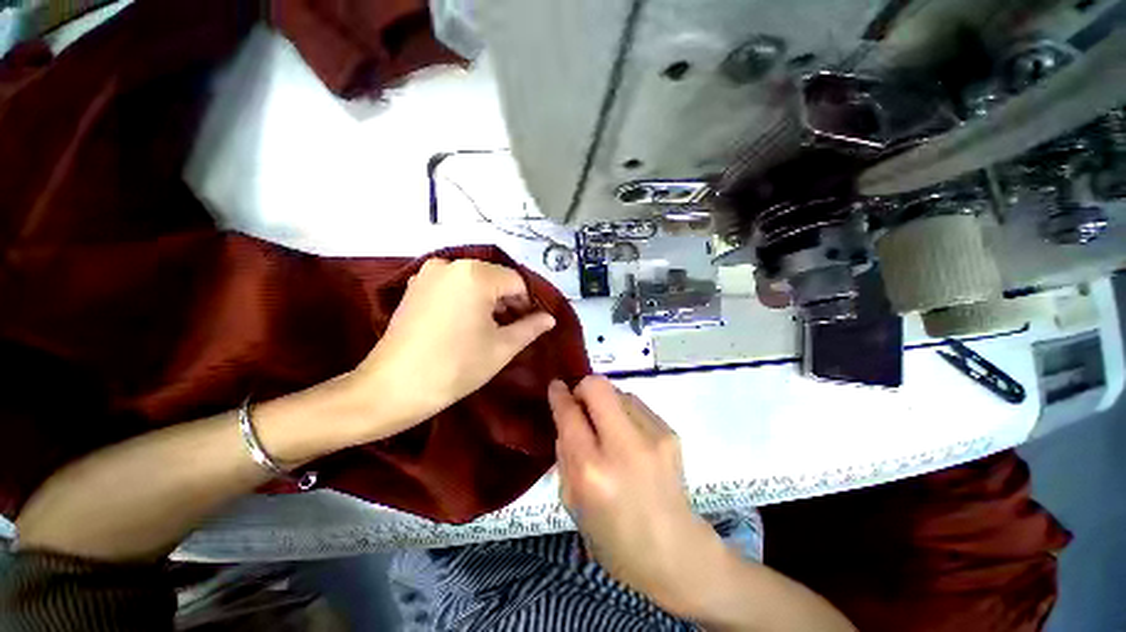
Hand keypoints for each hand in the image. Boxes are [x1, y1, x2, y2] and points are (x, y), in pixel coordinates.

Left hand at [347, 259, 555, 439]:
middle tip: (516, 329)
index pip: (517, 282)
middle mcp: (451, 264)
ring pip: (474, 282)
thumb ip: (530, 327)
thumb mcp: (502, 348)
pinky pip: (453, 286)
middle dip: (509, 302)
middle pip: (495, 279)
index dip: (530, 303)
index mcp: (475, 274)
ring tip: (493, 329)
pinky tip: (468, 324)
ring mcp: (428, 273)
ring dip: (489, 301)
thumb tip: (550, 318)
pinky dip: (467, 300)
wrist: (392, 388)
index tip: (533, 324)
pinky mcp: (415, 286)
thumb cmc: (456, 366)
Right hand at [548, 376, 722, 614]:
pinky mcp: (670, 432)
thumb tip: (567, 417)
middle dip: (583, 388)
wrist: (676, 552)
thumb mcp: (573, 503)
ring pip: (618, 391)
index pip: (570, 414)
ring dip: (605, 403)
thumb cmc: (614, 538)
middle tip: (580, 404)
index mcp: (592, 471)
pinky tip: (629, 437)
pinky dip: (625, 413)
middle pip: (597, 386)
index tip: (555, 386)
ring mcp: (652, 436)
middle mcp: (623, 446)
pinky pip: (637, 405)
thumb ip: (565, 454)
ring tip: (607, 427)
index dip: (559, 395)